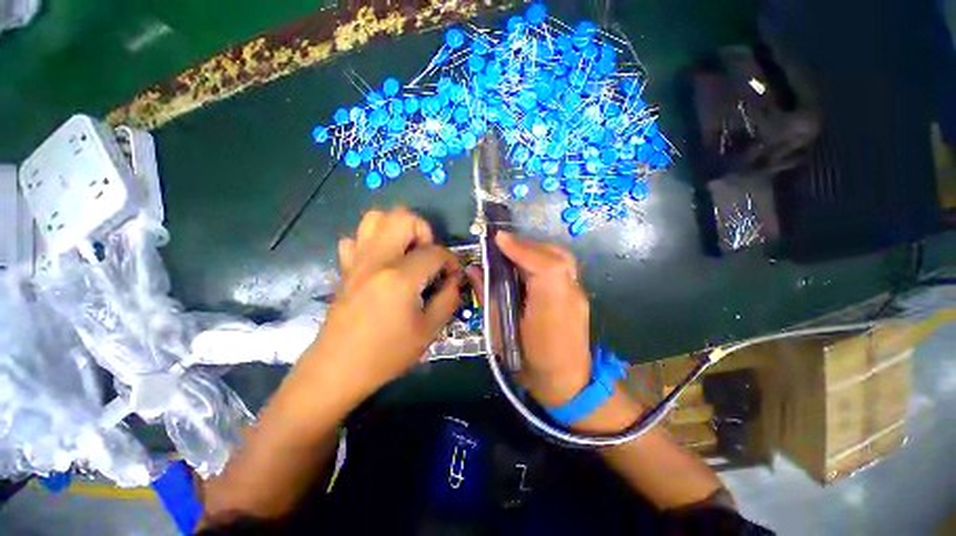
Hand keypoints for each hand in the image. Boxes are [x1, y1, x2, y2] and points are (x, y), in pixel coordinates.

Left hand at [300, 208, 461, 400]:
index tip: (453, 275)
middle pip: (403, 218)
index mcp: (400, 277)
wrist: (337, 369)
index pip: (435, 252)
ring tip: (407, 253)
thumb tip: (454, 280)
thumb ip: (448, 299)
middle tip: (428, 256)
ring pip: (375, 218)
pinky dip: (373, 242)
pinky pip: (356, 239)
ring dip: (398, 229)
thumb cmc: (386, 354)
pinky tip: (382, 263)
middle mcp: (377, 260)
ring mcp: (357, 261)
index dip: (451, 261)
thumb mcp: (428, 331)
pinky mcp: (345, 269)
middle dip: (424, 232)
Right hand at [468, 232, 591, 407]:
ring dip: (537, 250)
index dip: (521, 248)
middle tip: (502, 246)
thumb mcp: (501, 331)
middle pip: (555, 256)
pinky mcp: (579, 296)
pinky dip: (545, 259)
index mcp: (551, 307)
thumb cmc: (528, 362)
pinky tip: (529, 267)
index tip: (498, 238)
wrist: (568, 383)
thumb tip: (473, 270)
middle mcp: (570, 295)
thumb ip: (488, 296)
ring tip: (514, 253)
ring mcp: (579, 294)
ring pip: (561, 259)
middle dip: (527, 246)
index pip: (544, 266)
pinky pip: (563, 267)